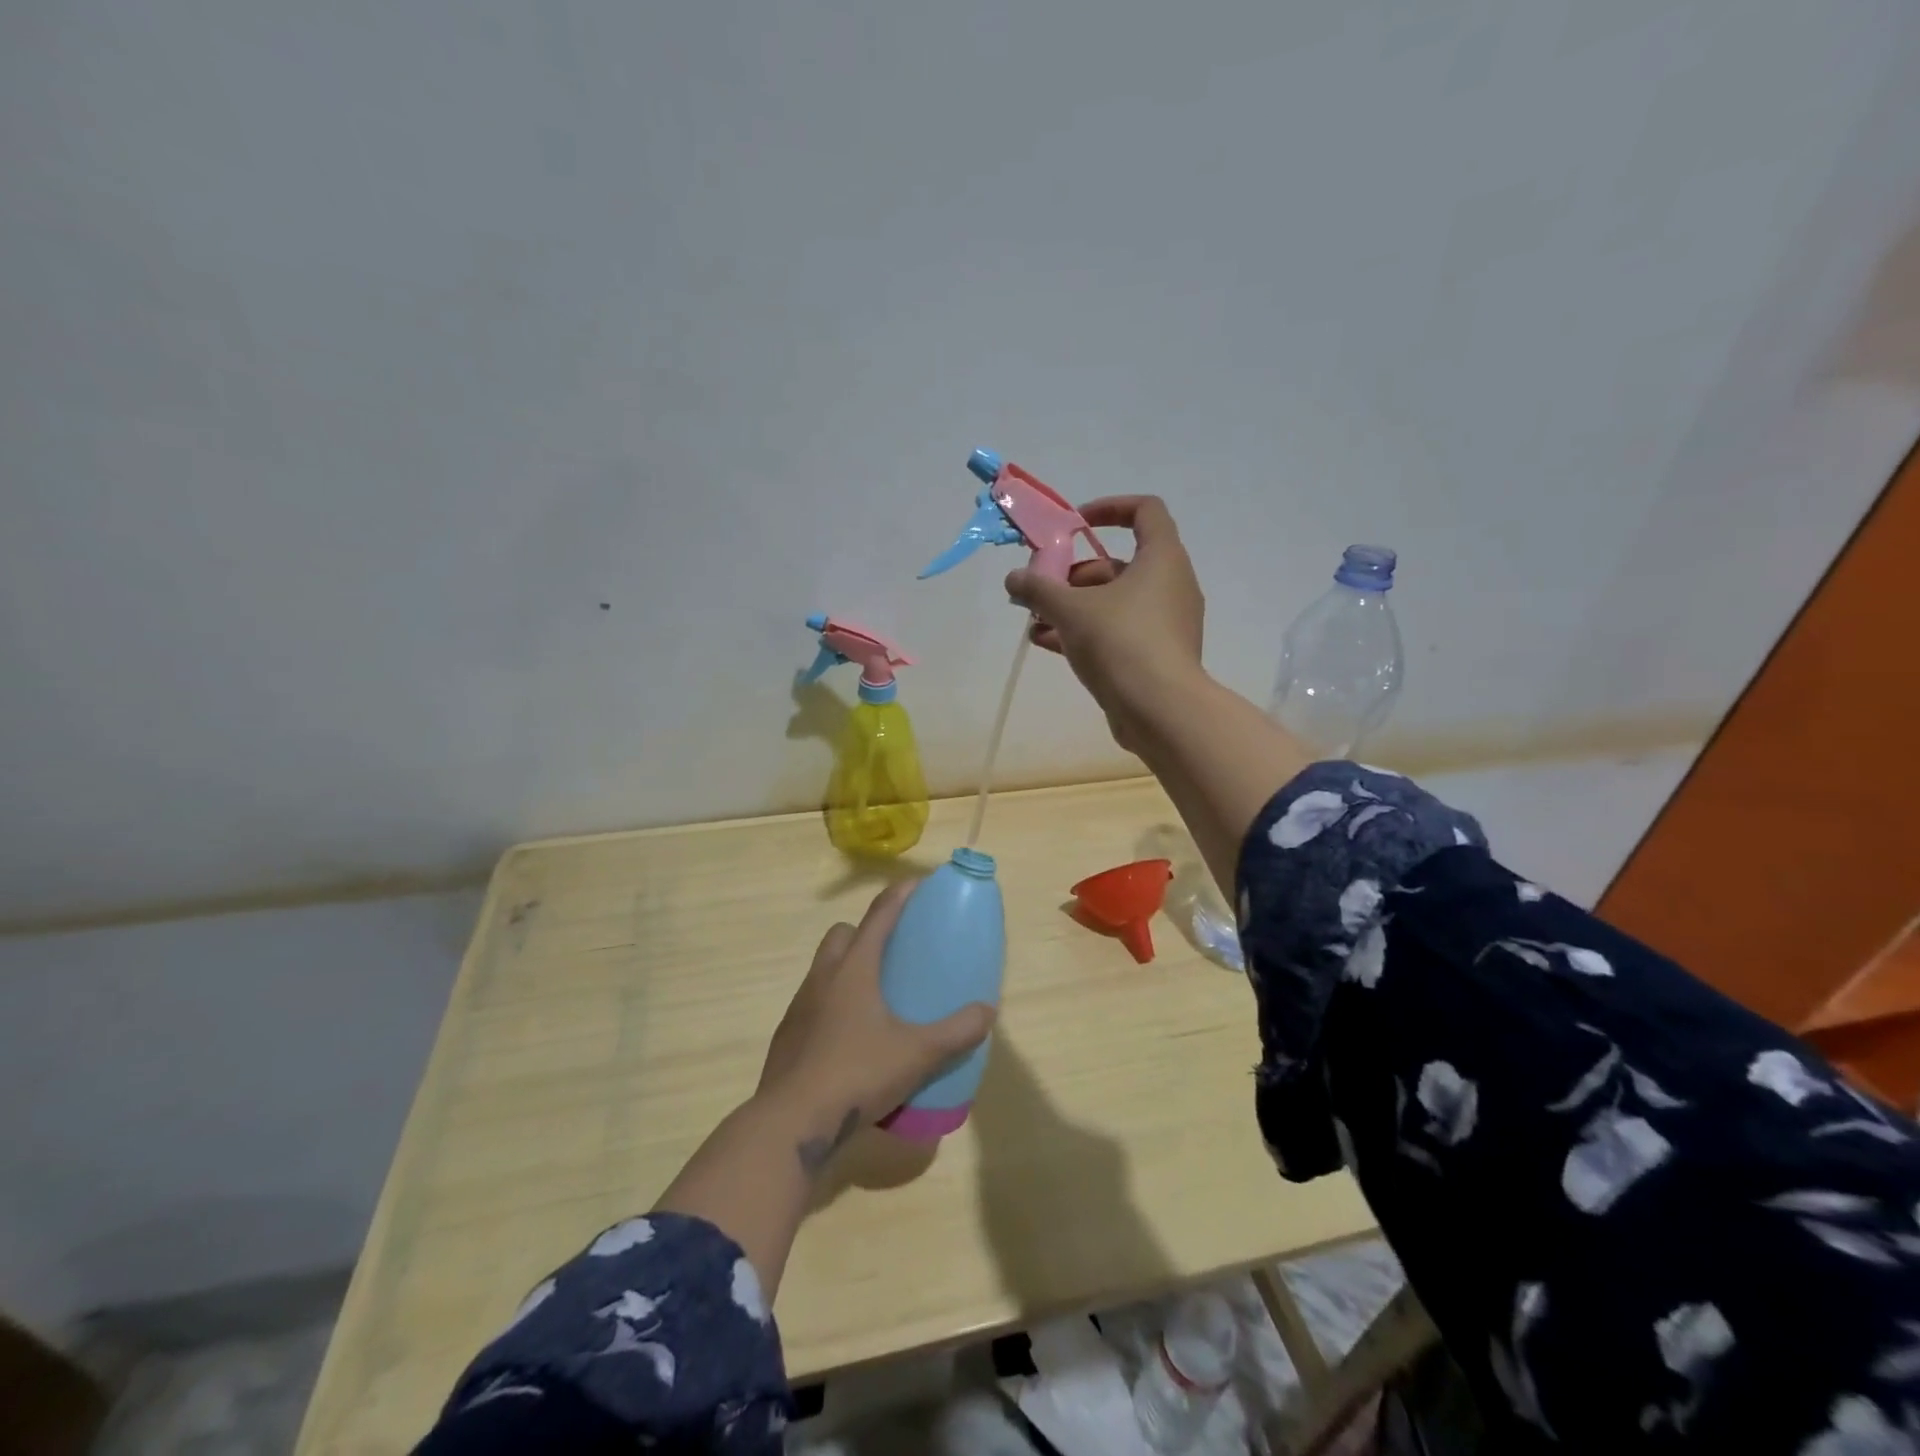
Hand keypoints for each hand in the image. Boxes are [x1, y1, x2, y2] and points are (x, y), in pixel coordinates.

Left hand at [757, 881, 995, 1169]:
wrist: (790, 1123)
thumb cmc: (856, 1074)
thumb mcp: (917, 1054)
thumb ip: (956, 1032)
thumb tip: (988, 1011)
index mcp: (853, 969)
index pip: (879, 916)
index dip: (900, 895)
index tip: (918, 883)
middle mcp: (823, 977)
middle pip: (843, 934)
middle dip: (867, 931)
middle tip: (895, 952)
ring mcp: (800, 1005)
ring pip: (825, 968)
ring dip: (848, 968)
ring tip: (877, 996)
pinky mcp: (788, 1035)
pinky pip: (814, 1002)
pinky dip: (834, 1003)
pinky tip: (853, 1036)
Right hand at [1005, 495, 1206, 751]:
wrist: (1160, 711)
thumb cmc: (1121, 642)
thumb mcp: (1070, 609)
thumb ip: (1038, 588)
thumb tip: (1014, 578)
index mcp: (1162, 558)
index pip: (1145, 510)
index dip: (1109, 508)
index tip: (1074, 525)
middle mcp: (1171, 585)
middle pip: (1118, 564)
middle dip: (1073, 574)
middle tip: (1040, 589)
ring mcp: (1167, 623)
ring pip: (1114, 602)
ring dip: (1073, 607)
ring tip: (1035, 621)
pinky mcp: (1157, 655)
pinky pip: (1119, 631)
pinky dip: (1087, 632)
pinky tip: (1048, 643)